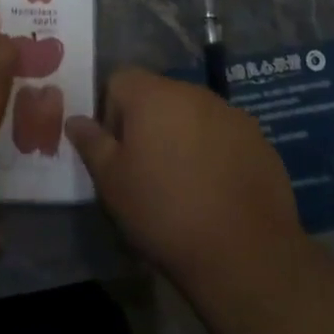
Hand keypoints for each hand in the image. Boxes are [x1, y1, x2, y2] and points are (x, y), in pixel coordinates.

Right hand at [65, 69, 304, 297]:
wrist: (245, 253)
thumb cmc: (165, 212)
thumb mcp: (112, 183)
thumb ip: (92, 143)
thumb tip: (75, 119)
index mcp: (152, 94)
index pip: (119, 80)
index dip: (110, 112)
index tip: (117, 151)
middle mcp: (192, 91)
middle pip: (158, 95)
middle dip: (148, 124)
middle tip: (147, 170)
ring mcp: (230, 113)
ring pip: (193, 114)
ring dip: (183, 137)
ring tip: (184, 184)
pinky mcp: (259, 139)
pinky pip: (224, 135)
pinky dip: (215, 153)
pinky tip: (217, 192)